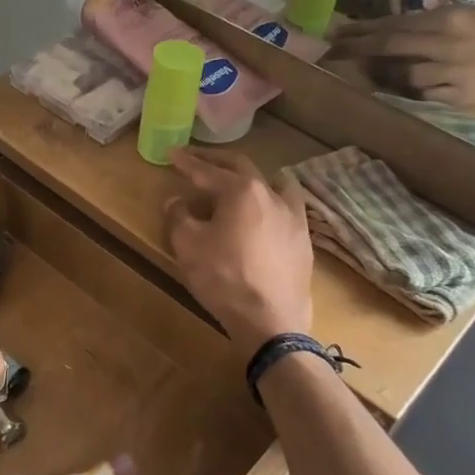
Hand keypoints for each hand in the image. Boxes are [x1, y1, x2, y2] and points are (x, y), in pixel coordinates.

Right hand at [164, 149, 314, 351]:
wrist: (271, 320)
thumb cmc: (224, 278)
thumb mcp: (188, 245)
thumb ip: (179, 216)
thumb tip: (177, 200)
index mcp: (241, 190)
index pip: (207, 170)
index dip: (187, 162)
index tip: (172, 153)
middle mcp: (271, 195)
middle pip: (242, 168)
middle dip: (217, 161)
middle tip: (198, 159)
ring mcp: (293, 216)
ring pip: (273, 184)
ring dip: (251, 178)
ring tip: (240, 182)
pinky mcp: (303, 240)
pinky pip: (287, 209)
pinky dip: (270, 202)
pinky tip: (265, 215)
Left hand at [333, 8, 474, 106]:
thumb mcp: (470, 16)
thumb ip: (434, 23)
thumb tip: (396, 30)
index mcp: (449, 19)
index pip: (395, 24)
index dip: (364, 30)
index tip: (339, 32)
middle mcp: (446, 44)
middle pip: (391, 47)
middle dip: (358, 49)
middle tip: (332, 51)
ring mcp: (452, 71)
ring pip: (404, 74)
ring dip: (384, 74)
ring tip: (370, 73)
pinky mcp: (460, 95)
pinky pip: (424, 94)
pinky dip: (411, 91)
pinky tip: (401, 88)